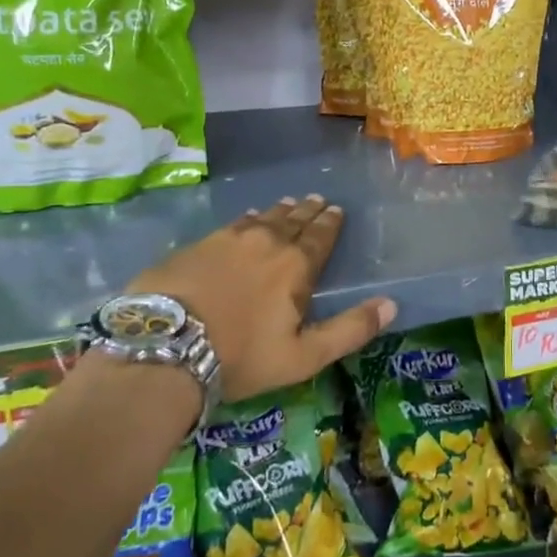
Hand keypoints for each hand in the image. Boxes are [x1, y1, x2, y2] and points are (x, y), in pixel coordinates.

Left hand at [131, 195, 395, 403]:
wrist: (165, 346)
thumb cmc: (241, 356)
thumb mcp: (303, 356)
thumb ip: (349, 330)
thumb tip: (391, 304)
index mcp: (295, 266)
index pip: (320, 236)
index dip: (331, 223)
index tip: (337, 210)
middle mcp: (266, 242)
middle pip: (293, 221)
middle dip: (309, 211)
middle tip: (318, 200)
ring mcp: (228, 240)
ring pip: (262, 218)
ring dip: (279, 211)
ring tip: (289, 203)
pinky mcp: (197, 245)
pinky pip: (231, 224)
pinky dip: (246, 219)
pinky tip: (246, 218)